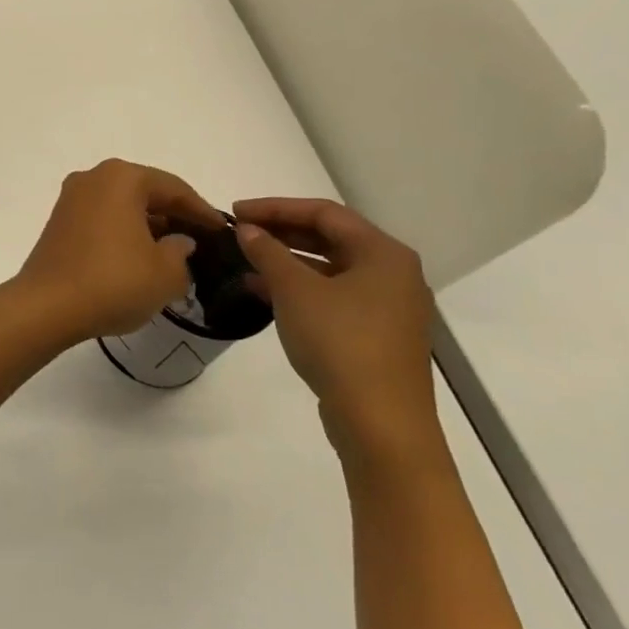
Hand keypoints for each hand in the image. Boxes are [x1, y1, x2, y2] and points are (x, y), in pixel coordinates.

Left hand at [15, 159, 226, 346]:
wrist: (47, 306)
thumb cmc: (113, 282)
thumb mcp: (166, 273)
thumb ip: (181, 252)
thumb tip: (178, 242)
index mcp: (121, 178)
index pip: (173, 189)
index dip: (202, 211)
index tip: (223, 231)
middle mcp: (92, 178)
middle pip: (144, 192)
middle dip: (173, 215)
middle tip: (200, 240)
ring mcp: (70, 200)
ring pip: (121, 206)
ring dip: (147, 225)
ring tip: (172, 252)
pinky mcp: (57, 223)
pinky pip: (102, 220)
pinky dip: (123, 233)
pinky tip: (138, 257)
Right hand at [232, 198, 441, 469]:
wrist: (379, 421)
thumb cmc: (340, 342)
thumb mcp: (295, 291)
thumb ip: (268, 253)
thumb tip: (247, 230)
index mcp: (383, 253)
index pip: (324, 213)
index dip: (276, 207)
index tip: (235, 212)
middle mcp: (393, 273)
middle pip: (331, 238)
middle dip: (282, 232)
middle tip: (239, 232)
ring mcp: (387, 306)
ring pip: (330, 268)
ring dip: (287, 260)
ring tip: (245, 261)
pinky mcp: (375, 334)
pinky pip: (332, 295)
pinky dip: (299, 288)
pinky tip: (264, 293)